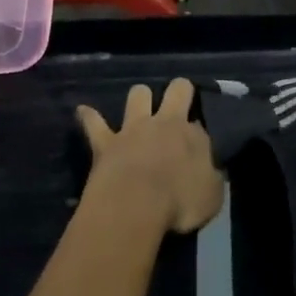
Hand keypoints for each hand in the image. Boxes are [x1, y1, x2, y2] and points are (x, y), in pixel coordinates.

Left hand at [75, 78, 222, 234]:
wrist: (136, 205)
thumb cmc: (180, 203)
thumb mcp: (212, 197)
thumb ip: (212, 178)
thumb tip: (211, 171)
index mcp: (194, 136)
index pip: (200, 124)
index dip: (199, 131)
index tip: (198, 144)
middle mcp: (166, 123)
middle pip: (176, 90)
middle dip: (179, 91)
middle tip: (178, 99)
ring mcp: (133, 129)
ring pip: (138, 95)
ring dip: (140, 97)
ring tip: (139, 104)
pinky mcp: (105, 141)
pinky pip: (94, 122)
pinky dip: (89, 116)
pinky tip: (83, 111)